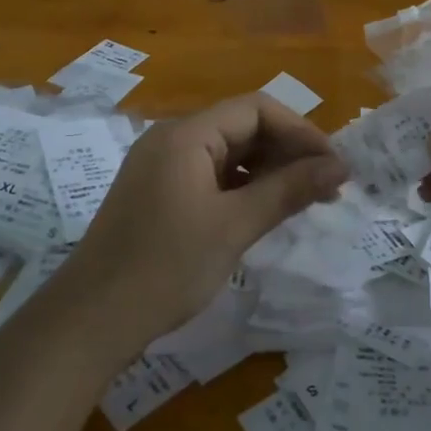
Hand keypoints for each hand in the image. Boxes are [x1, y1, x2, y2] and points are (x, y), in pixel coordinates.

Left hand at [66, 93, 346, 349]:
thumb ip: (289, 190)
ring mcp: (162, 167)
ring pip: (229, 153)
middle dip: (288, 152)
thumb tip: (340, 167)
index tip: (333, 167)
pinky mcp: (158, 193)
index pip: (256, 109)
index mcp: (186, 135)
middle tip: (326, 188)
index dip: (301, 132)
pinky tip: (264, 212)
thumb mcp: (234, 227)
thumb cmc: (166, 268)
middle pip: (242, 127)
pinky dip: (243, 187)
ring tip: (303, 201)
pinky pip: (211, 175)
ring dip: (268, 171)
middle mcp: (171, 140)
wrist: (90, 322)